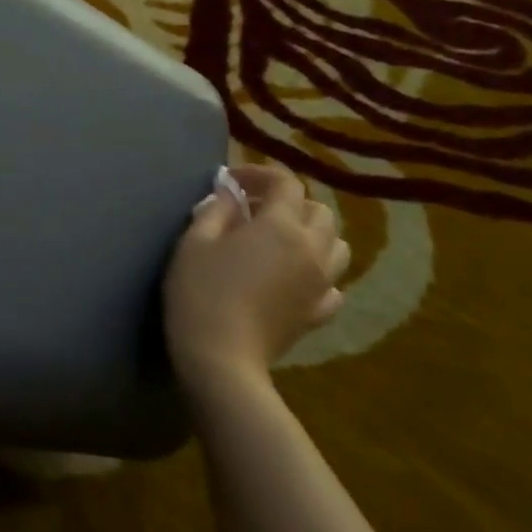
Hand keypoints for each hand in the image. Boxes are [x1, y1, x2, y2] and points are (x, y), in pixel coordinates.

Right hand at [163, 163, 348, 396]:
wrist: (221, 357)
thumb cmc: (200, 292)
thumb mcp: (195, 242)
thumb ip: (215, 209)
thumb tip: (228, 193)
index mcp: (280, 226)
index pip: (286, 182)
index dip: (260, 173)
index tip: (232, 181)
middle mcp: (311, 248)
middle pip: (318, 209)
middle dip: (288, 201)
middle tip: (253, 209)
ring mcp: (321, 283)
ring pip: (336, 244)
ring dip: (311, 233)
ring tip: (278, 240)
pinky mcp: (319, 312)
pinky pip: (332, 283)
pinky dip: (317, 272)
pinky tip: (292, 278)